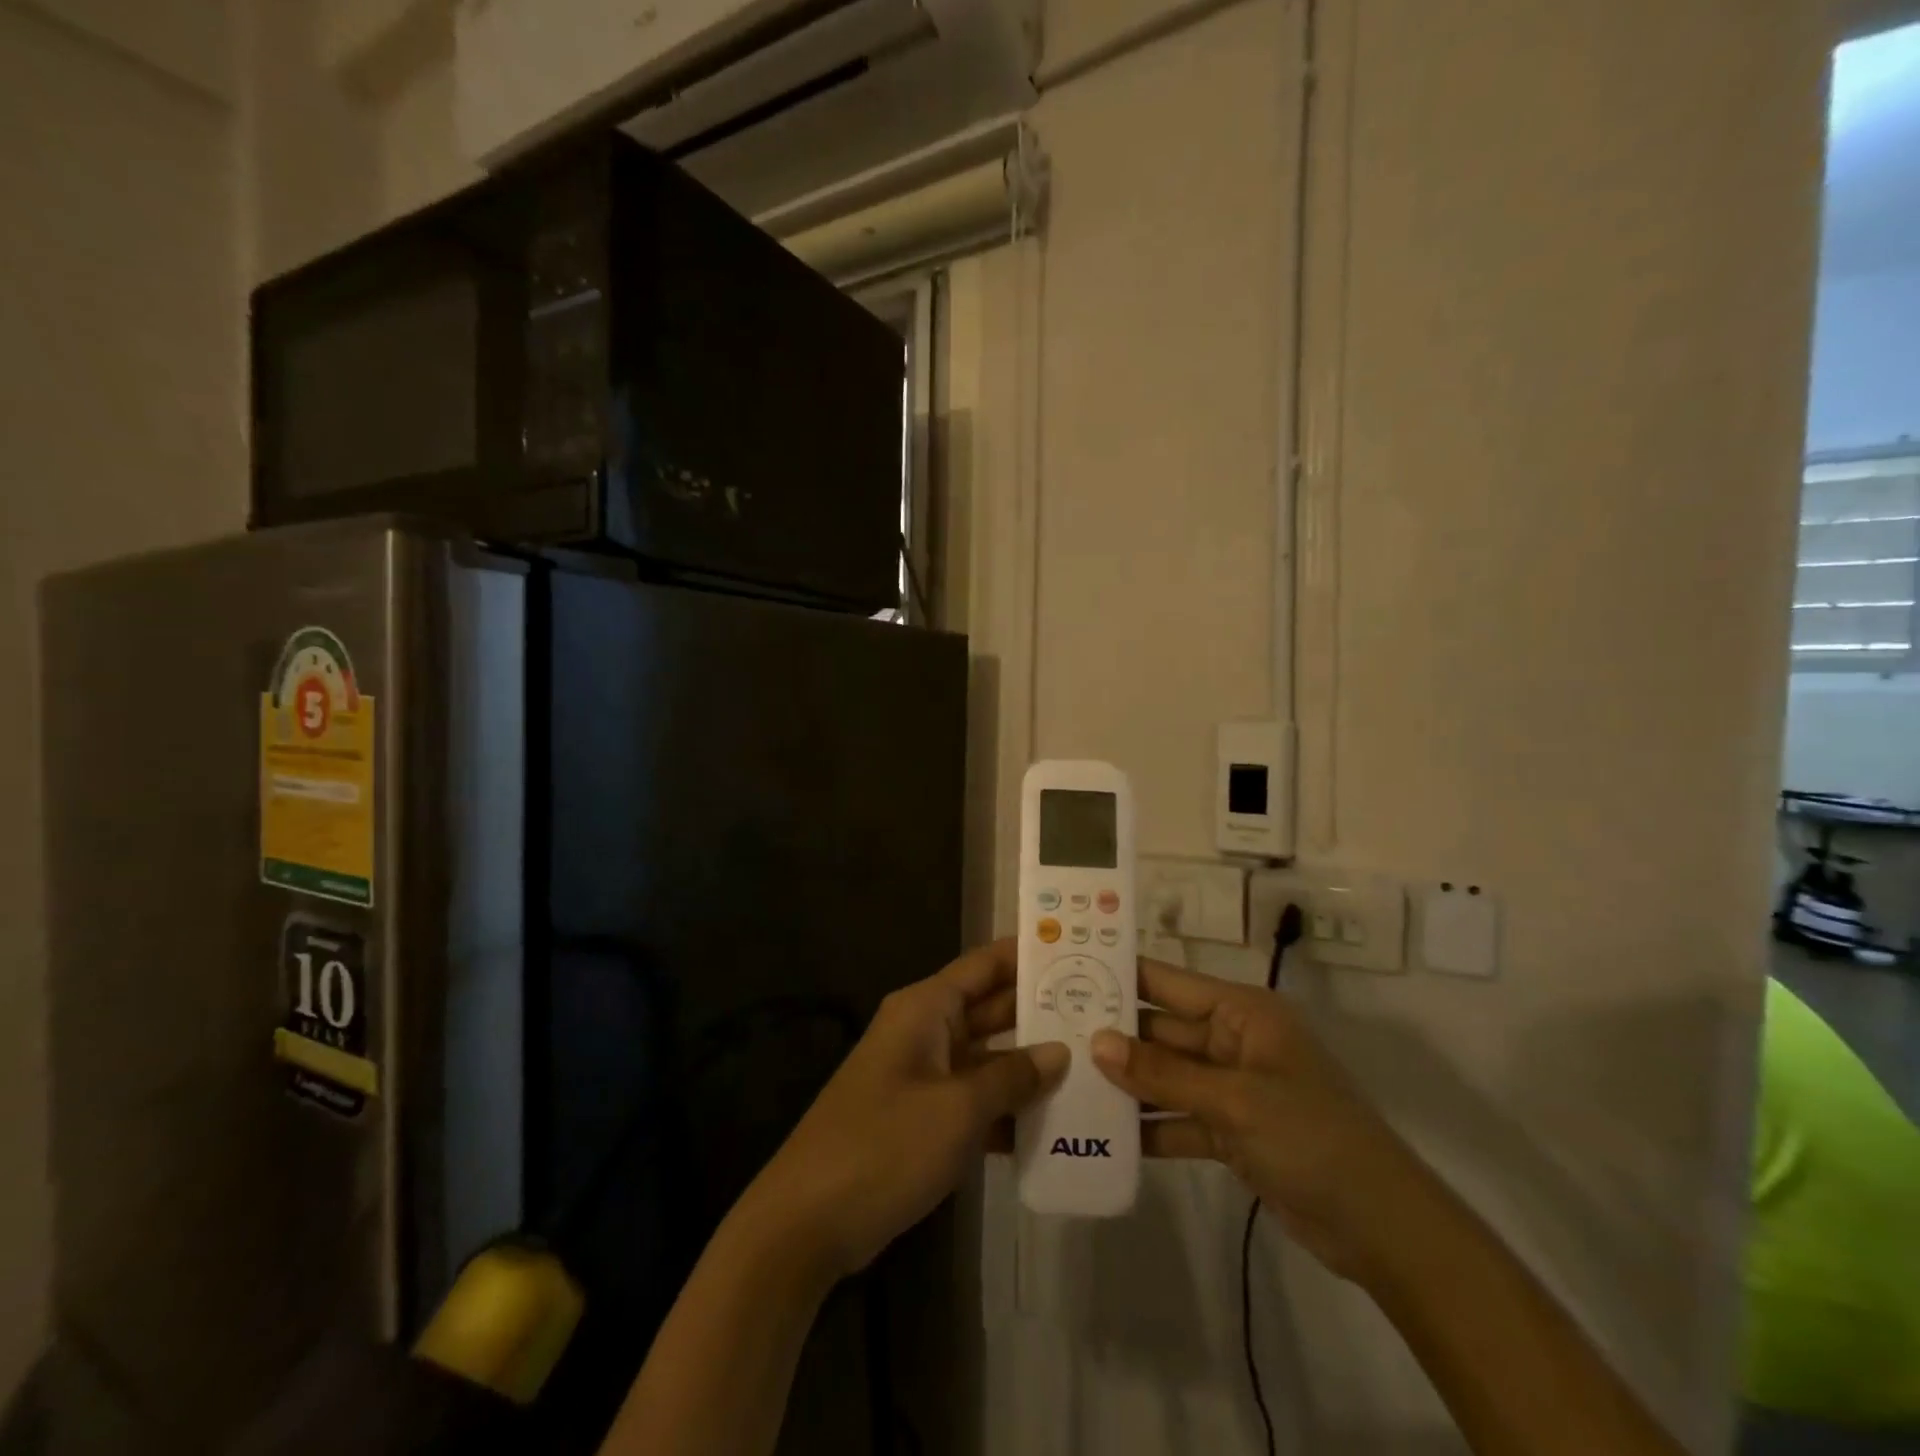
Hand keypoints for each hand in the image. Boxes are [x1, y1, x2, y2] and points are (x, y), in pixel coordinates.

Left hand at [739, 940, 1067, 1283]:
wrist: (807, 1222)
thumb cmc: (884, 1145)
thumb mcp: (957, 1108)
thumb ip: (1011, 1077)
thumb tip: (1059, 1052)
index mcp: (927, 1009)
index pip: (986, 966)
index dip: (1029, 956)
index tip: (1079, 953)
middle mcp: (926, 1031)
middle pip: (992, 1010)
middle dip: (1041, 1013)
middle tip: (1104, 1014)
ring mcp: (924, 1076)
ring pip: (988, 1058)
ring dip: (1031, 1066)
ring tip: (1095, 1067)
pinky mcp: (924, 1118)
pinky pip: (975, 1100)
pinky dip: (1008, 1109)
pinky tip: (1057, 1126)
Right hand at [1092, 958, 1429, 1281]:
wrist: (1382, 1228)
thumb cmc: (1311, 1136)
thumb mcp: (1234, 1100)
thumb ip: (1162, 1073)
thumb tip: (1095, 1042)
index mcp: (1240, 1012)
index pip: (1168, 983)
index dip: (1121, 976)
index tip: (1066, 972)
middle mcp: (1232, 1041)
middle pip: (1161, 1031)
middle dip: (1113, 1035)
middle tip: (1050, 1033)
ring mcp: (1230, 1088)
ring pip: (1165, 1076)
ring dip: (1125, 1083)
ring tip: (1064, 1082)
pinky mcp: (1230, 1132)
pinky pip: (1178, 1119)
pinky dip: (1149, 1127)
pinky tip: (1102, 1133)